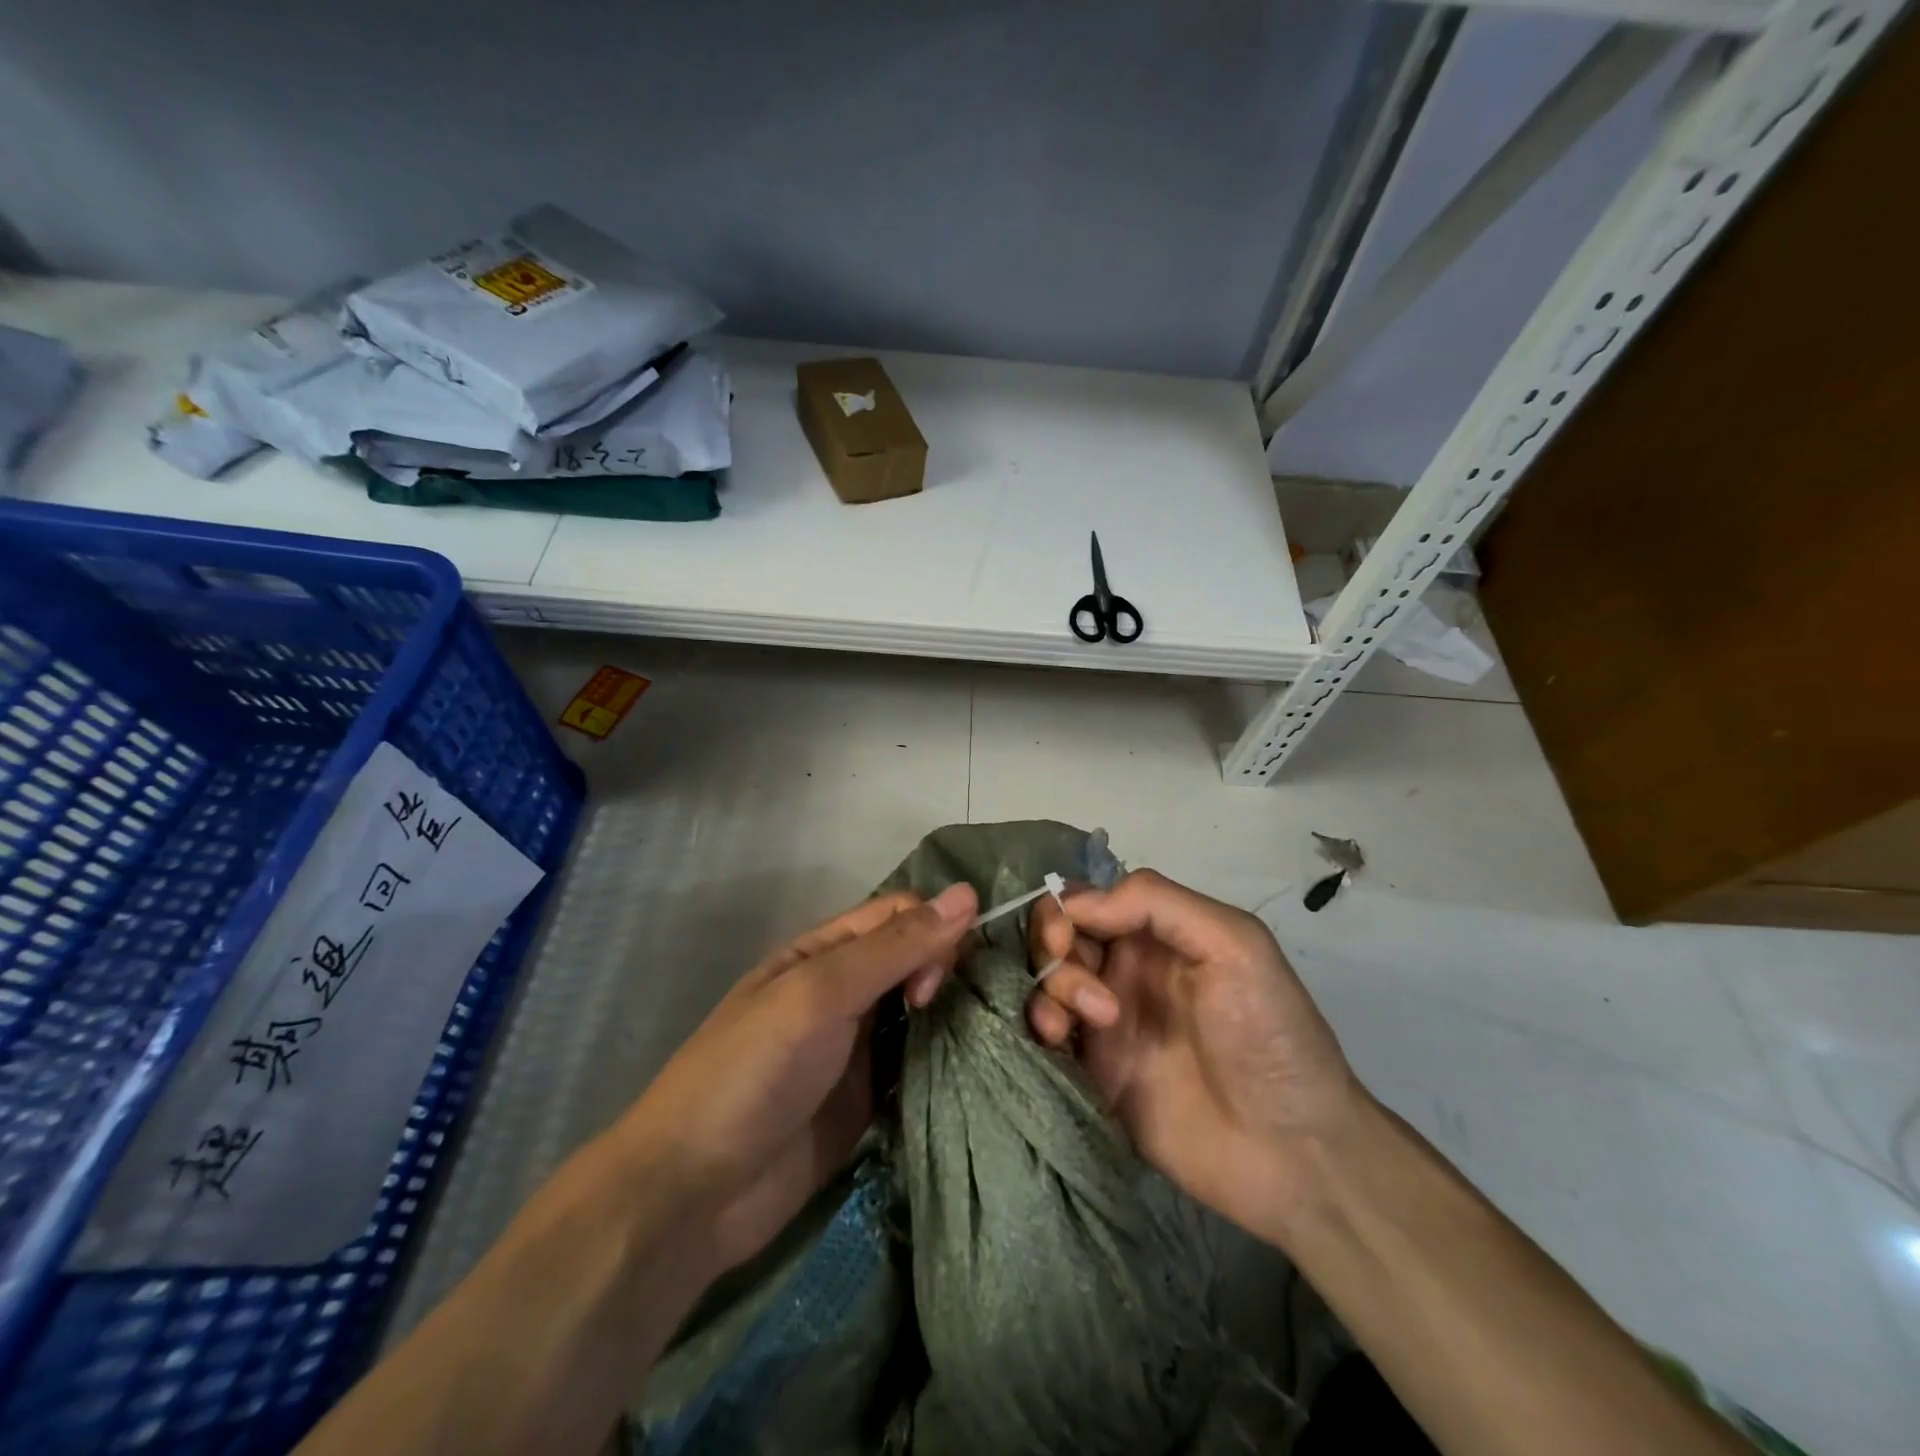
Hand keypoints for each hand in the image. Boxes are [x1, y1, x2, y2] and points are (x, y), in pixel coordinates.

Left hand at [618, 882, 977, 1277]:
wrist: (693, 1196)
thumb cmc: (752, 1074)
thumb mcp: (818, 996)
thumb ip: (893, 949)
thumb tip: (968, 893)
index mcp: (825, 952)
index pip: (899, 916)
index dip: (931, 932)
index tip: (935, 981)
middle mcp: (846, 990)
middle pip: (916, 958)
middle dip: (945, 972)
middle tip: (936, 1013)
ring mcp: (859, 1047)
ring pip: (923, 1010)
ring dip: (952, 1015)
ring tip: (981, 1038)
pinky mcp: (870, 1099)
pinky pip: (918, 1064)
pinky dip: (944, 1062)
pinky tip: (971, 1072)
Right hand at [1027, 869, 1361, 1243]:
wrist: (1292, 1153)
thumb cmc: (1269, 1035)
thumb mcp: (1235, 944)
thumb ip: (1157, 904)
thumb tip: (1080, 904)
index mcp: (1159, 935)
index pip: (1090, 899)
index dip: (1067, 909)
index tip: (1066, 938)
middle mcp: (1127, 969)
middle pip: (1060, 934)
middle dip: (1053, 945)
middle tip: (1075, 976)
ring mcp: (1108, 1021)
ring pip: (1048, 980)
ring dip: (1051, 987)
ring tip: (1090, 1021)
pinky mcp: (1096, 1071)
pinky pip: (1047, 1032)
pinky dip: (1041, 1024)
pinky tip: (1058, 1041)